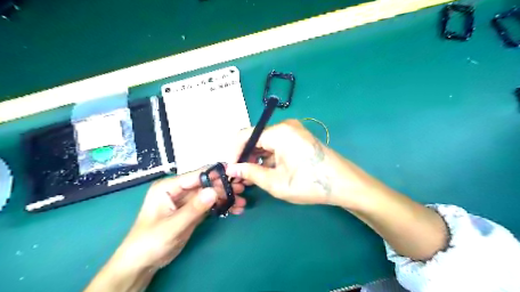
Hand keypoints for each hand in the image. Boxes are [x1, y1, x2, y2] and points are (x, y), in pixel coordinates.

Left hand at [118, 169, 247, 268]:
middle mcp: (178, 190)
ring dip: (225, 198)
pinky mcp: (192, 211)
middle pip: (205, 184)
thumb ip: (194, 208)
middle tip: (242, 189)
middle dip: (224, 187)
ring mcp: (186, 201)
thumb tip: (214, 191)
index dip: (215, 174)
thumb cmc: (150, 242)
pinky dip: (221, 207)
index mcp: (169, 187)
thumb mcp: (173, 226)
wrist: (142, 263)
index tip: (234, 173)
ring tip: (242, 202)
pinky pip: (209, 205)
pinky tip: (234, 209)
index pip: (195, 176)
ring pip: (210, 194)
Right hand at [227, 117, 364, 204]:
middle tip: (240, 177)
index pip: (245, 135)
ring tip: (251, 177)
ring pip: (266, 142)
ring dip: (256, 158)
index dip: (235, 152)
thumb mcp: (276, 182)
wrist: (344, 183)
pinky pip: (277, 145)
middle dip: (245, 157)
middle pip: (256, 138)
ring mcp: (293, 131)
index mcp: (279, 132)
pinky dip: (268, 157)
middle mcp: (285, 126)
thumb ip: (250, 173)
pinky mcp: (298, 138)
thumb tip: (231, 169)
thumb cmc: (310, 184)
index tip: (230, 169)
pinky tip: (265, 172)